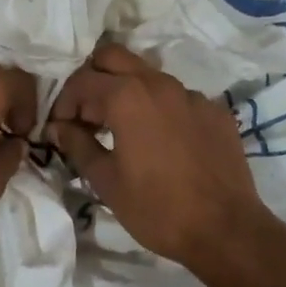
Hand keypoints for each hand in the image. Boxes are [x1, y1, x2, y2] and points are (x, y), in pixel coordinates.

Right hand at [48, 41, 275, 277]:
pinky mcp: (215, 110)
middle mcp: (159, 83)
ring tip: (120, 128)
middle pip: (113, 56)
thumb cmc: (157, 208)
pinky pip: (178, 97)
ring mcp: (191, 94)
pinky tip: (161, 141)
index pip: (82, 81)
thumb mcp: (106, 181)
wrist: (226, 230)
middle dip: (93, 78)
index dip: (64, 102)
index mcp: (127, 96)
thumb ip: (78, 145)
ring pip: (148, 74)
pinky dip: (159, 108)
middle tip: (87, 115)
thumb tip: (59, 127)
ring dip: (126, 90)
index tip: (60, 127)